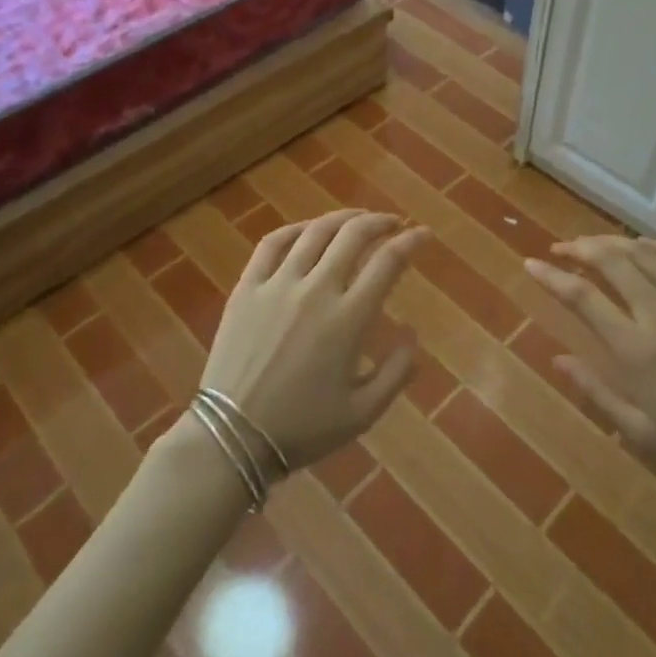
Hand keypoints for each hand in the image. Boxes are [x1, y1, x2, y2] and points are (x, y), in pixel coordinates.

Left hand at [201, 209, 429, 469]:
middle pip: (353, 235)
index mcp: (348, 319)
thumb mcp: (362, 413)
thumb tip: (413, 335)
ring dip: (343, 218)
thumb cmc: (302, 429)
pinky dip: (295, 229)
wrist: (232, 438)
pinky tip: (307, 230)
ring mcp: (278, 284)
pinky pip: (272, 244)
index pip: (388, 262)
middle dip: (380, 221)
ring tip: (357, 219)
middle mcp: (316, 290)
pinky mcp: (247, 288)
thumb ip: (396, 373)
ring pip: (315, 232)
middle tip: (393, 223)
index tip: (424, 234)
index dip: (411, 241)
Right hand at [525, 236, 655, 508]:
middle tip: (560, 250)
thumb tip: (557, 359)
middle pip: (610, 261)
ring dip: (612, 242)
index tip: (531, 265)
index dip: (551, 278)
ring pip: (644, 254)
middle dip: (579, 248)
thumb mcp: (641, 434)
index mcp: (635, 350)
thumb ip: (596, 392)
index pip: (582, 298)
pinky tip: (644, 246)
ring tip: (593, 245)